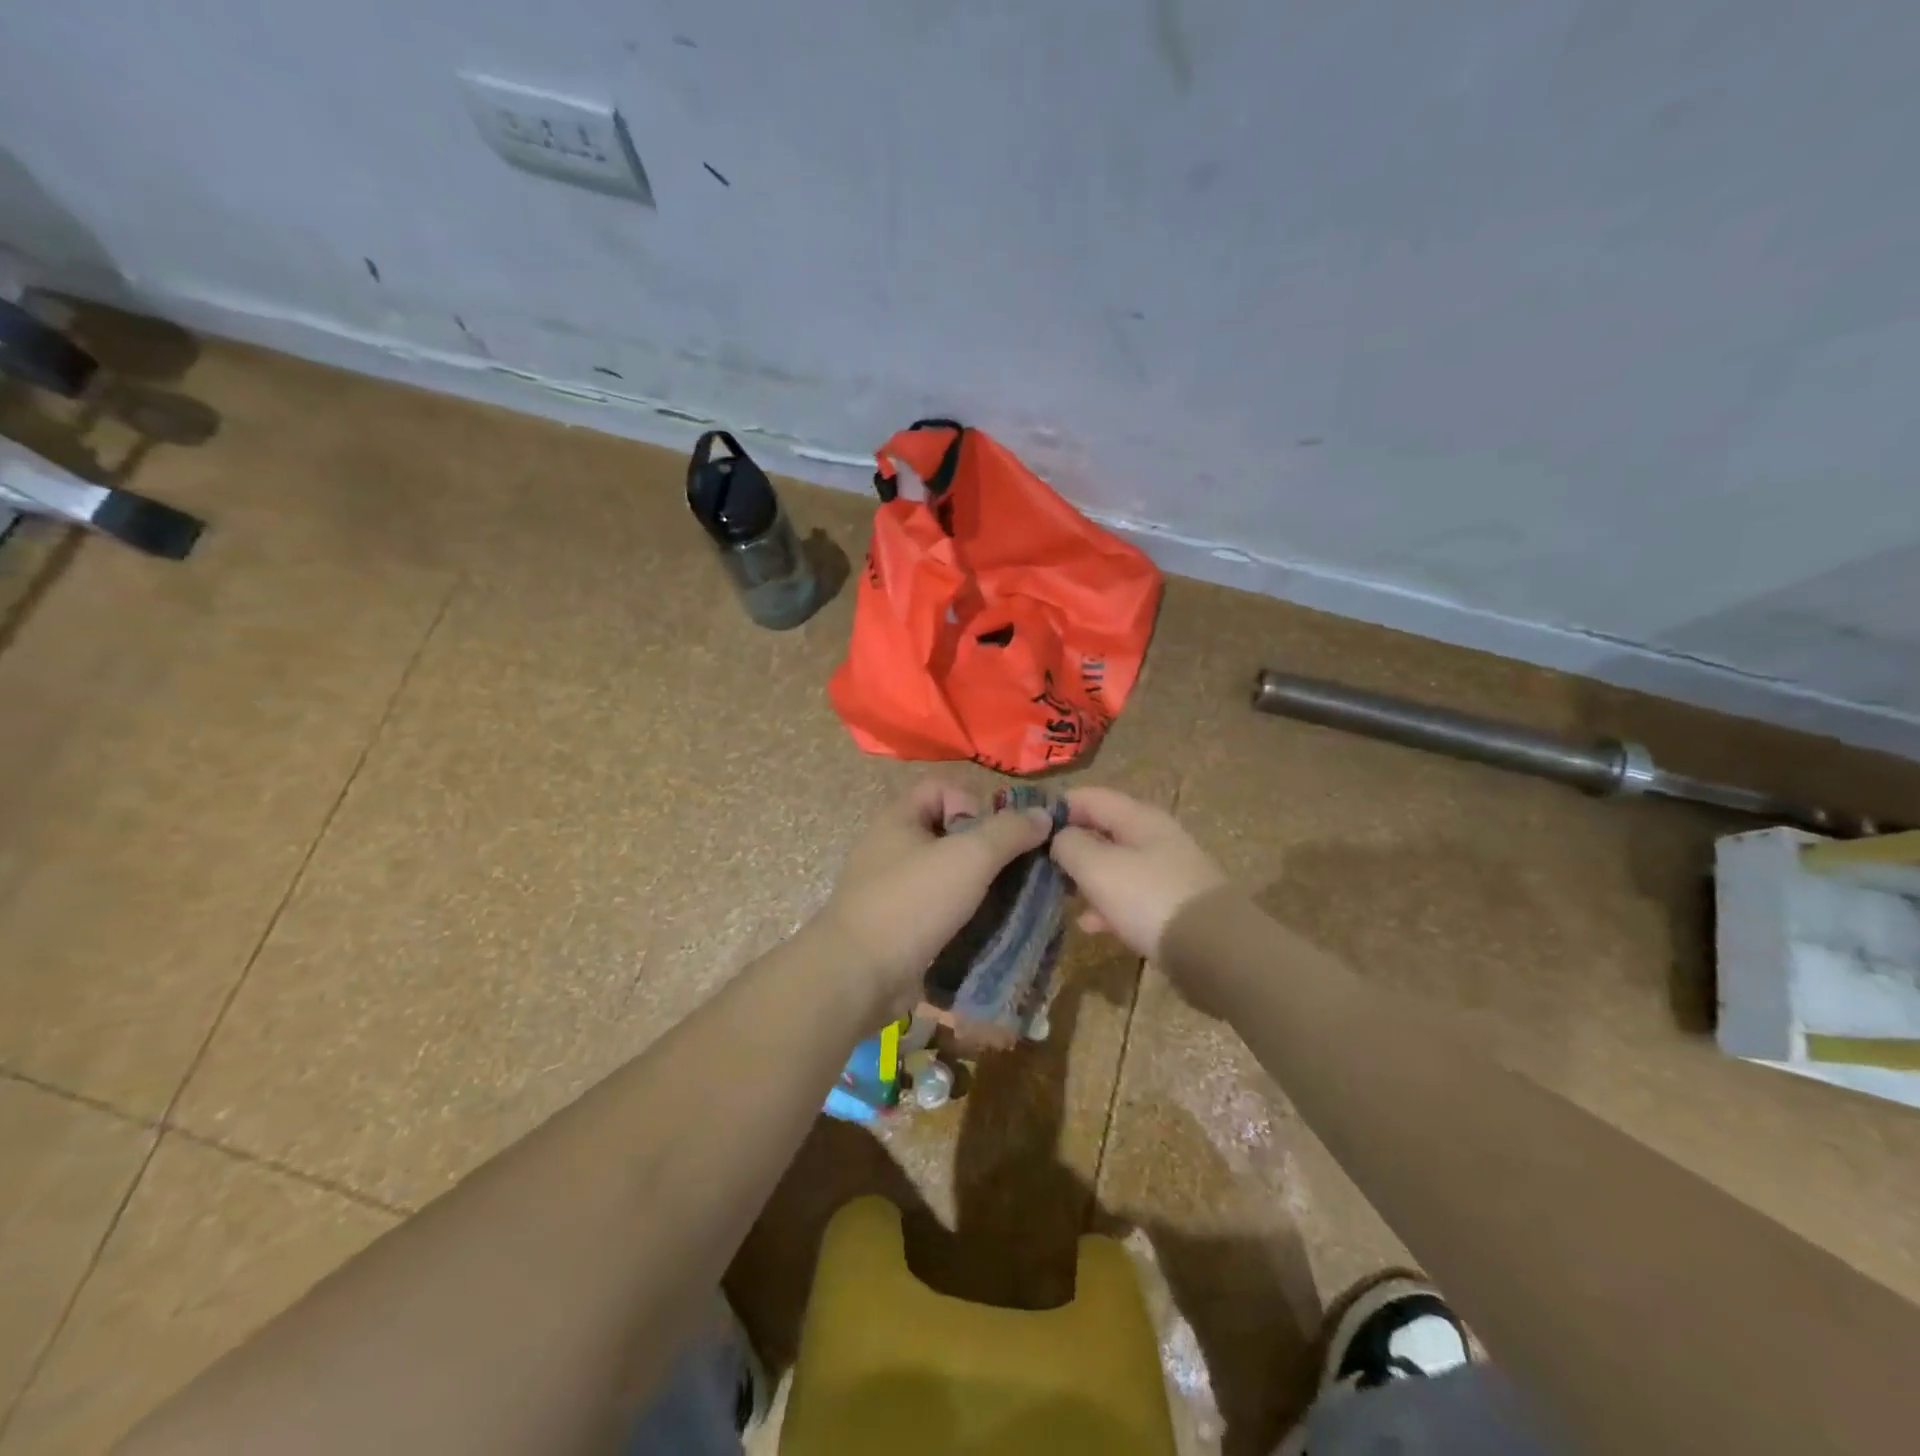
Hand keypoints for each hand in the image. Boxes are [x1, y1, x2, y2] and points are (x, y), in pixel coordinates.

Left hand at [815, 777, 1053, 1017]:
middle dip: (986, 851)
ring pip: (947, 876)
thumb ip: (1009, 832)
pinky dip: (963, 917)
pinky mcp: (898, 928)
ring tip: (1009, 905)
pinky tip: (987, 932)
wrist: (858, 976)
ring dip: (979, 888)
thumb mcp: (968, 857)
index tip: (995, 836)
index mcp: (899, 820)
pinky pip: (939, 911)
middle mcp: (892, 849)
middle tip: (1013, 873)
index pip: (942, 789)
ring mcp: (893, 891)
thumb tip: (1044, 815)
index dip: (973, 802)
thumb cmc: (912, 902)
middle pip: (949, 834)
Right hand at [1048, 787, 1226, 960]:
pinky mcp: (1170, 905)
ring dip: (1085, 879)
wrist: (1217, 953)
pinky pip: (1129, 897)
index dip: (1056, 807)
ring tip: (1057, 896)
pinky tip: (1089, 925)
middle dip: (1069, 846)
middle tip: (1037, 866)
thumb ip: (1070, 845)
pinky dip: (1106, 906)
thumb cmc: (1150, 899)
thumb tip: (1058, 837)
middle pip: (1101, 831)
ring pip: (1113, 866)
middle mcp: (1154, 838)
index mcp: (1138, 818)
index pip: (1088, 797)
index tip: (1025, 827)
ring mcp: (1164, 873)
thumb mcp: (1099, 867)